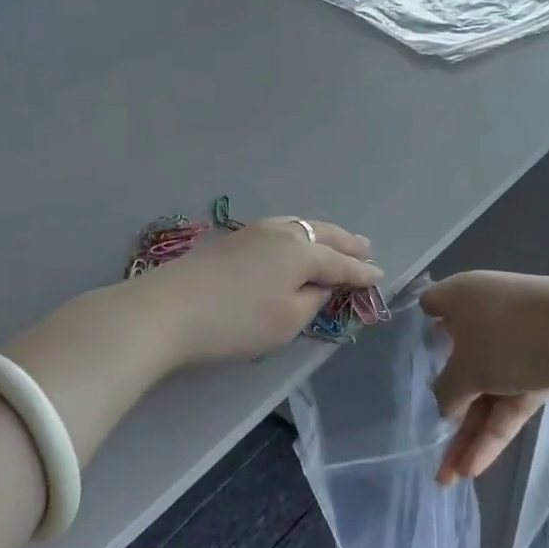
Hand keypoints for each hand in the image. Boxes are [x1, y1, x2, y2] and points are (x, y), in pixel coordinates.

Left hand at [120, 217, 382, 368]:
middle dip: (345, 242)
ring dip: (320, 233)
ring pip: (298, 225)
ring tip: (334, 238)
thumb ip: (311, 301)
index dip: (361, 272)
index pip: (340, 263)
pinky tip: (293, 240)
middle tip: (365, 246)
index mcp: (301, 252)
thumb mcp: (286, 321)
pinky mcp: (231, 238)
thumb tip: (320, 285)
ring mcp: (253, 231)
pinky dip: (297, 233)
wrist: (169, 308)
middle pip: (321, 234)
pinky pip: (278, 228)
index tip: (379, 275)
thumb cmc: (235, 322)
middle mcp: (281, 233)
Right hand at [423, 271, 548, 483]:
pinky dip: (496, 428)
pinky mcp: (545, 364)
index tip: (408, 361)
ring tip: (450, 476)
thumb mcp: (465, 368)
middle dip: (447, 402)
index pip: (431, 305)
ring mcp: (518, 340)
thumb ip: (446, 389)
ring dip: (470, 429)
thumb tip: (444, 403)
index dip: (418, 330)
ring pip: (487, 386)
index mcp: (461, 296)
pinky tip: (476, 467)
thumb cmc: (509, 337)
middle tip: (428, 440)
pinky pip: (512, 398)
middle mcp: (486, 313)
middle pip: (459, 358)